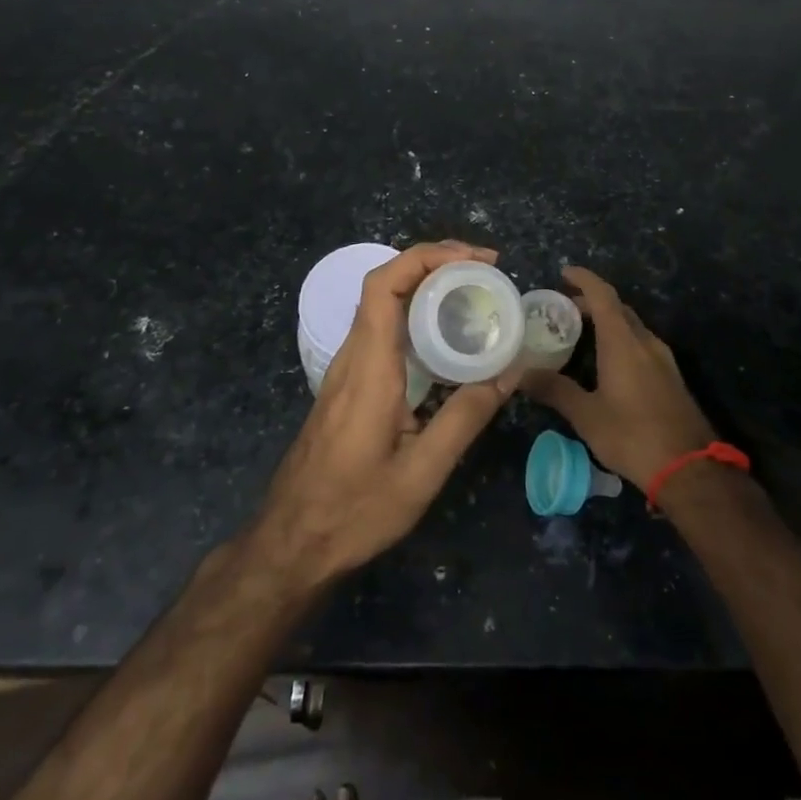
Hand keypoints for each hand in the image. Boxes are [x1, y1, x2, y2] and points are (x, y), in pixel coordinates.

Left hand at [250, 241, 517, 584]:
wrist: (291, 543)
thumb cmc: (354, 510)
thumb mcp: (421, 473)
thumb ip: (464, 418)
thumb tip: (509, 371)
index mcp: (370, 366)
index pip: (386, 285)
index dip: (428, 256)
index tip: (475, 259)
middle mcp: (354, 355)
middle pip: (386, 284)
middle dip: (436, 263)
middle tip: (486, 271)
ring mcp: (347, 368)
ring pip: (383, 304)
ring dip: (426, 286)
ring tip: (474, 294)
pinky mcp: (349, 383)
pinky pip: (382, 328)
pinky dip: (416, 313)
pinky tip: (445, 337)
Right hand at [521, 266, 716, 487]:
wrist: (690, 469)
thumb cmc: (633, 435)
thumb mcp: (587, 415)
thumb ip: (555, 390)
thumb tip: (520, 374)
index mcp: (623, 342)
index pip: (603, 295)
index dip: (584, 279)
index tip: (564, 272)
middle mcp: (645, 342)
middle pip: (618, 308)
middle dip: (592, 302)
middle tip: (564, 309)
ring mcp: (663, 359)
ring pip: (632, 327)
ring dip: (608, 322)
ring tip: (582, 334)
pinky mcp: (671, 378)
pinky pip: (642, 345)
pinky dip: (621, 340)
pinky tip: (608, 363)